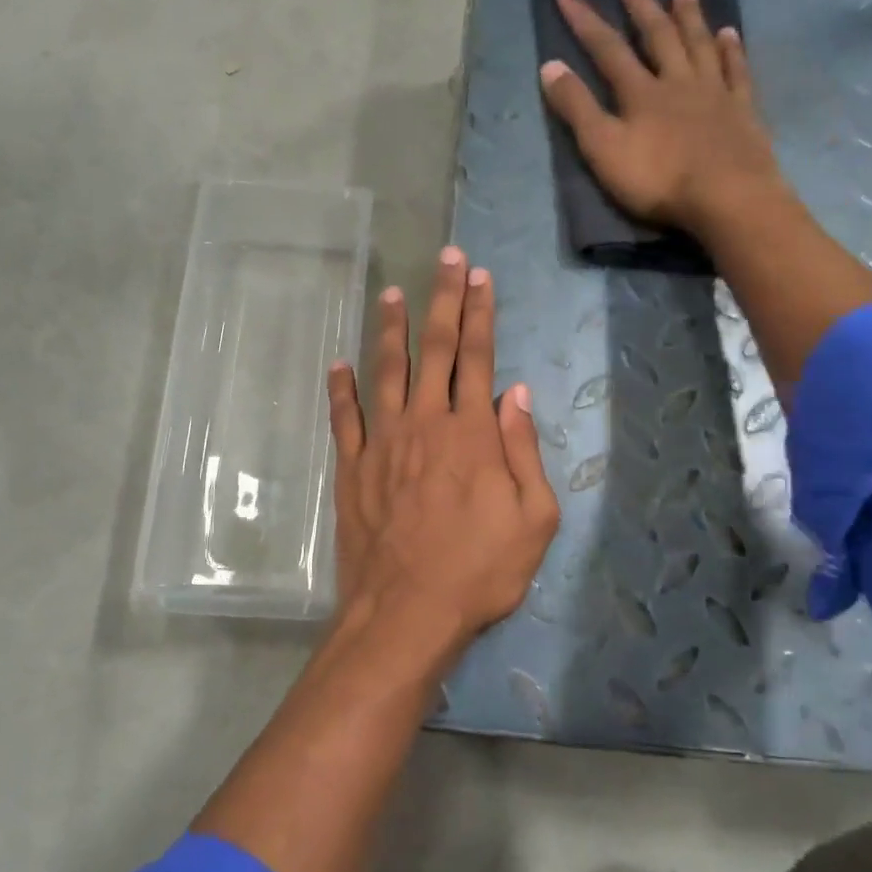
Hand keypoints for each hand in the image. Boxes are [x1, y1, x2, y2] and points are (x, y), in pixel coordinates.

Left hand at [325, 248, 559, 657]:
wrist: (406, 612)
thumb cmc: (479, 571)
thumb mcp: (533, 519)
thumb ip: (524, 450)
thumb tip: (515, 394)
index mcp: (471, 433)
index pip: (478, 357)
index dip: (480, 313)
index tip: (479, 276)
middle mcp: (425, 423)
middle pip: (435, 349)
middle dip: (443, 300)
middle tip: (445, 259)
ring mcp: (382, 443)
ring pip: (385, 371)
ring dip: (390, 329)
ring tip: (390, 292)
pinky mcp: (352, 468)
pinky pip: (344, 418)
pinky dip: (341, 388)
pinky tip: (338, 364)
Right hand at [538, 0, 779, 236]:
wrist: (727, 197)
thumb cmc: (658, 180)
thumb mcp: (604, 150)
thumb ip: (577, 109)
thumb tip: (549, 66)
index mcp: (640, 93)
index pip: (606, 49)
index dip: (584, 20)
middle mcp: (677, 82)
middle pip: (657, 36)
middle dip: (640, 5)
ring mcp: (714, 93)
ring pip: (698, 45)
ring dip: (688, 16)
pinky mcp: (742, 111)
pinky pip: (736, 71)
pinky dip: (731, 50)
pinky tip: (729, 34)